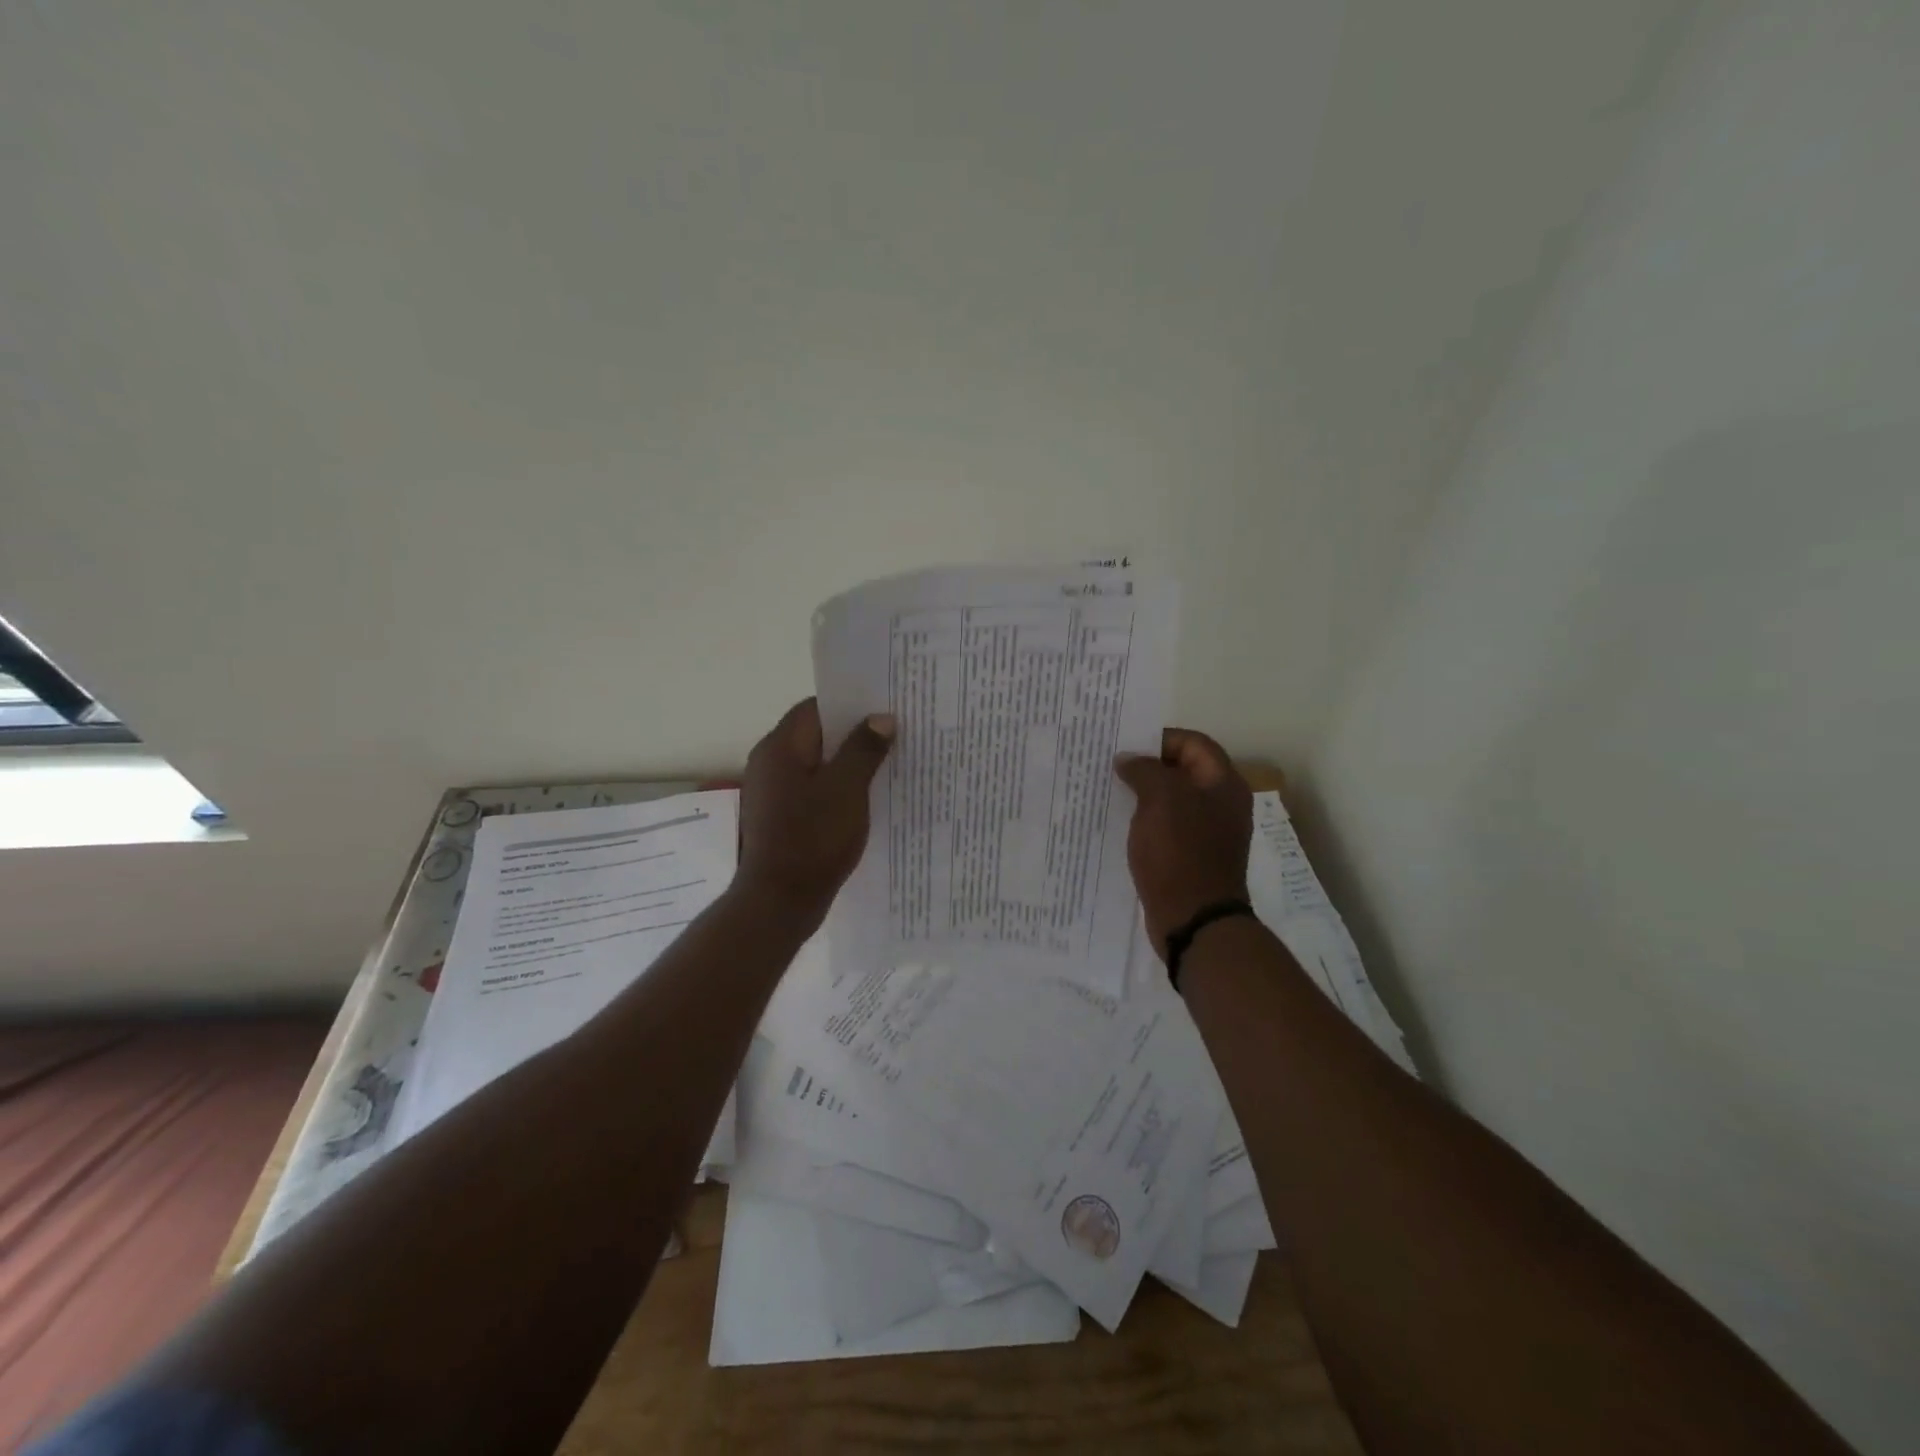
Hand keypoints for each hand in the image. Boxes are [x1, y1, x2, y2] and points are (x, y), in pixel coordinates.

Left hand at [738, 698, 894, 917]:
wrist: (779, 901)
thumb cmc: (813, 838)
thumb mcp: (847, 789)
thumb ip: (864, 749)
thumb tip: (880, 718)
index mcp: (780, 747)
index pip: (816, 707)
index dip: (850, 704)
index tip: (885, 708)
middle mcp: (770, 763)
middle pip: (816, 734)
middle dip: (854, 734)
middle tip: (895, 736)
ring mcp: (772, 792)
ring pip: (816, 764)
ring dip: (848, 764)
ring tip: (888, 766)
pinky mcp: (780, 817)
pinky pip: (812, 790)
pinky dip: (837, 789)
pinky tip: (866, 800)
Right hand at [1114, 729, 1253, 960]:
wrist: (1193, 919)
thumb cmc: (1180, 852)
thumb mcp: (1161, 799)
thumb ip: (1144, 770)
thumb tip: (1128, 760)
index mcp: (1223, 784)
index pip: (1193, 743)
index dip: (1159, 738)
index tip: (1125, 745)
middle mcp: (1221, 804)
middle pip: (1182, 770)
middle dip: (1147, 766)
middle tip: (1110, 766)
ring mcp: (1207, 832)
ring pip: (1172, 800)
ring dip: (1143, 794)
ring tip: (1109, 792)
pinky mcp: (1191, 856)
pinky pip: (1166, 827)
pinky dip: (1145, 820)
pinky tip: (1119, 823)